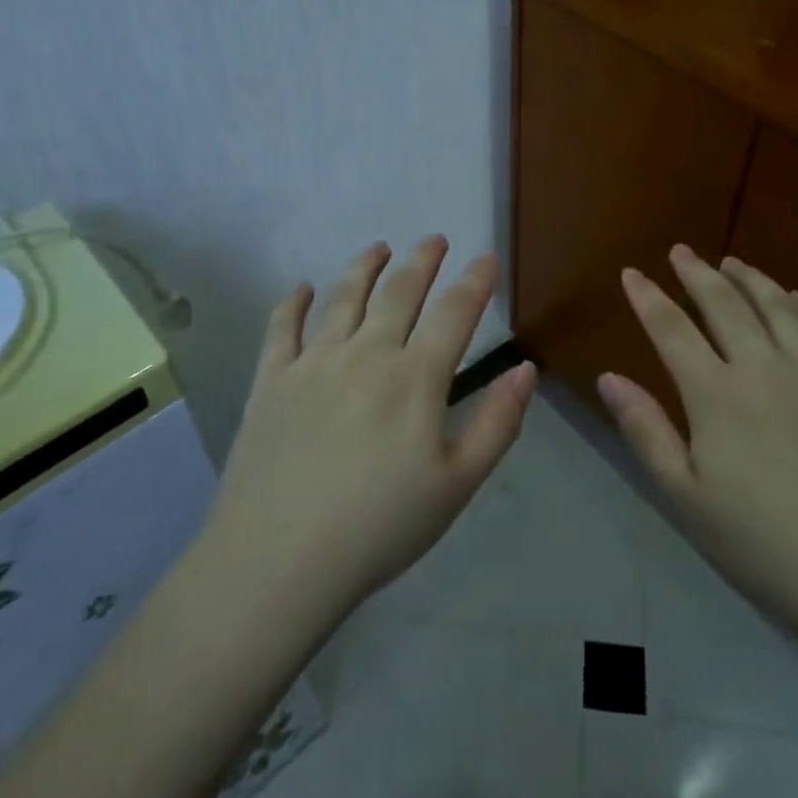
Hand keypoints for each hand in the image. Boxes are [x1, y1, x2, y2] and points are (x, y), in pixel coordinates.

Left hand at [206, 237, 535, 615]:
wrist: (280, 560)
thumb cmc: (380, 527)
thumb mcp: (457, 485)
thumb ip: (498, 423)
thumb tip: (526, 370)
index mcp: (415, 378)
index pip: (454, 313)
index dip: (474, 281)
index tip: (486, 257)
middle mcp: (366, 354)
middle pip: (399, 292)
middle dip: (422, 260)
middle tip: (433, 238)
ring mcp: (314, 363)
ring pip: (343, 298)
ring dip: (364, 266)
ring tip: (378, 247)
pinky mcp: (271, 380)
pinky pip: (281, 328)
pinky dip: (291, 303)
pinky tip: (299, 288)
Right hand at [598, 245, 797, 633]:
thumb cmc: (764, 546)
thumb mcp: (686, 498)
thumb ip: (645, 431)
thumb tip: (609, 377)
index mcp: (717, 394)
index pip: (672, 330)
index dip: (648, 298)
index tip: (631, 273)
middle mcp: (766, 368)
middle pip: (726, 305)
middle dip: (698, 274)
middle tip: (681, 252)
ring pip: (781, 308)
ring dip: (753, 280)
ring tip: (734, 263)